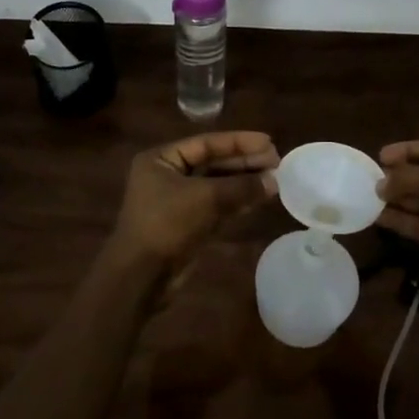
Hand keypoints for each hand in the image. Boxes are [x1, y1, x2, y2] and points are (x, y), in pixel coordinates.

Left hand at [108, 131, 279, 268]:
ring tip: (275, 179)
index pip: (206, 143)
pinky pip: (216, 205)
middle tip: (276, 162)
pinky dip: (237, 201)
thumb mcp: (206, 198)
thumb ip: (241, 187)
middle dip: (244, 162)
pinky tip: (260, 198)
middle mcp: (167, 175)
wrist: (141, 277)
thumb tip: (274, 180)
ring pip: (216, 185)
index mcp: (162, 159)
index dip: (239, 142)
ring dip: (244, 182)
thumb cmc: (167, 224)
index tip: (268, 142)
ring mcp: (177, 201)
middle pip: (212, 163)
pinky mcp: (187, 223)